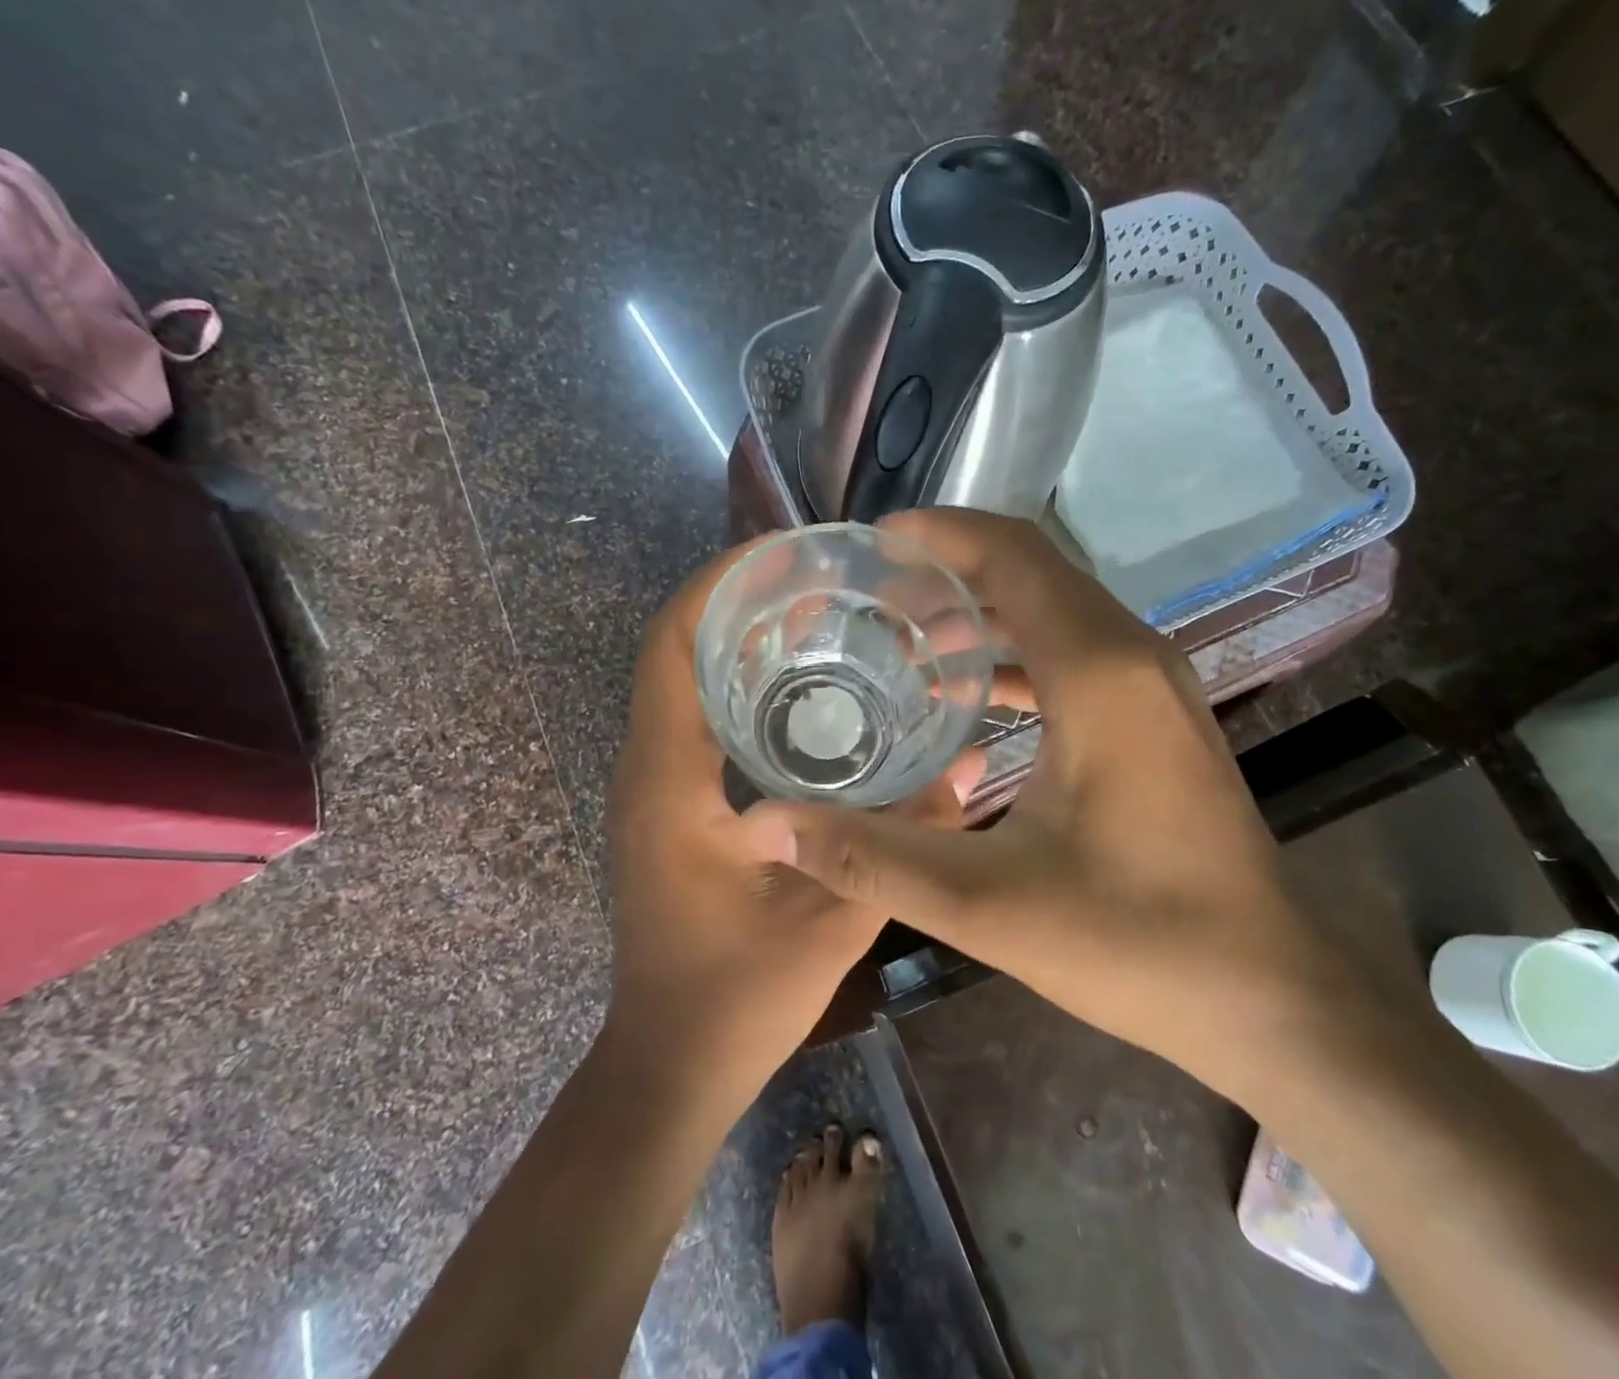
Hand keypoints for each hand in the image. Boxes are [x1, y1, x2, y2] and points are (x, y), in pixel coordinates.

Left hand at [603, 537, 975, 1105]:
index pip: (671, 646)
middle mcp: (649, 769)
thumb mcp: (831, 922)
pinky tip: (807, 694)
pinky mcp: (672, 807)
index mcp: (669, 780)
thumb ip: (901, 844)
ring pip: (687, 682)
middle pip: (678, 649)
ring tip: (824, 620)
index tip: (784, 552)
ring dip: (742, 641)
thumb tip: (969, 767)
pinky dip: (743, 686)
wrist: (669, 1065)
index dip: (719, 584)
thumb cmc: (735, 999)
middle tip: (825, 583)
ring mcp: (656, 787)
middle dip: (742, 602)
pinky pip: (699, 720)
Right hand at [755, 509, 1376, 1108]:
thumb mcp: (988, 905)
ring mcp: (1153, 684)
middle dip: (950, 567)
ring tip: (905, 640)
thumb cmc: (1137, 941)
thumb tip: (769, 823)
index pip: (1013, 554)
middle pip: (1034, 569)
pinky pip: (1076, 652)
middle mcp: (1132, 654)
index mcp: (1099, 671)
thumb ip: (872, 858)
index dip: (940, 533)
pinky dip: (1016, 652)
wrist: (1270, 994)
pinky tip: (966, 695)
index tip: (871, 543)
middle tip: (871, 594)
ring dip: (981, 611)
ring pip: (1056, 610)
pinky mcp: (1156, 717)